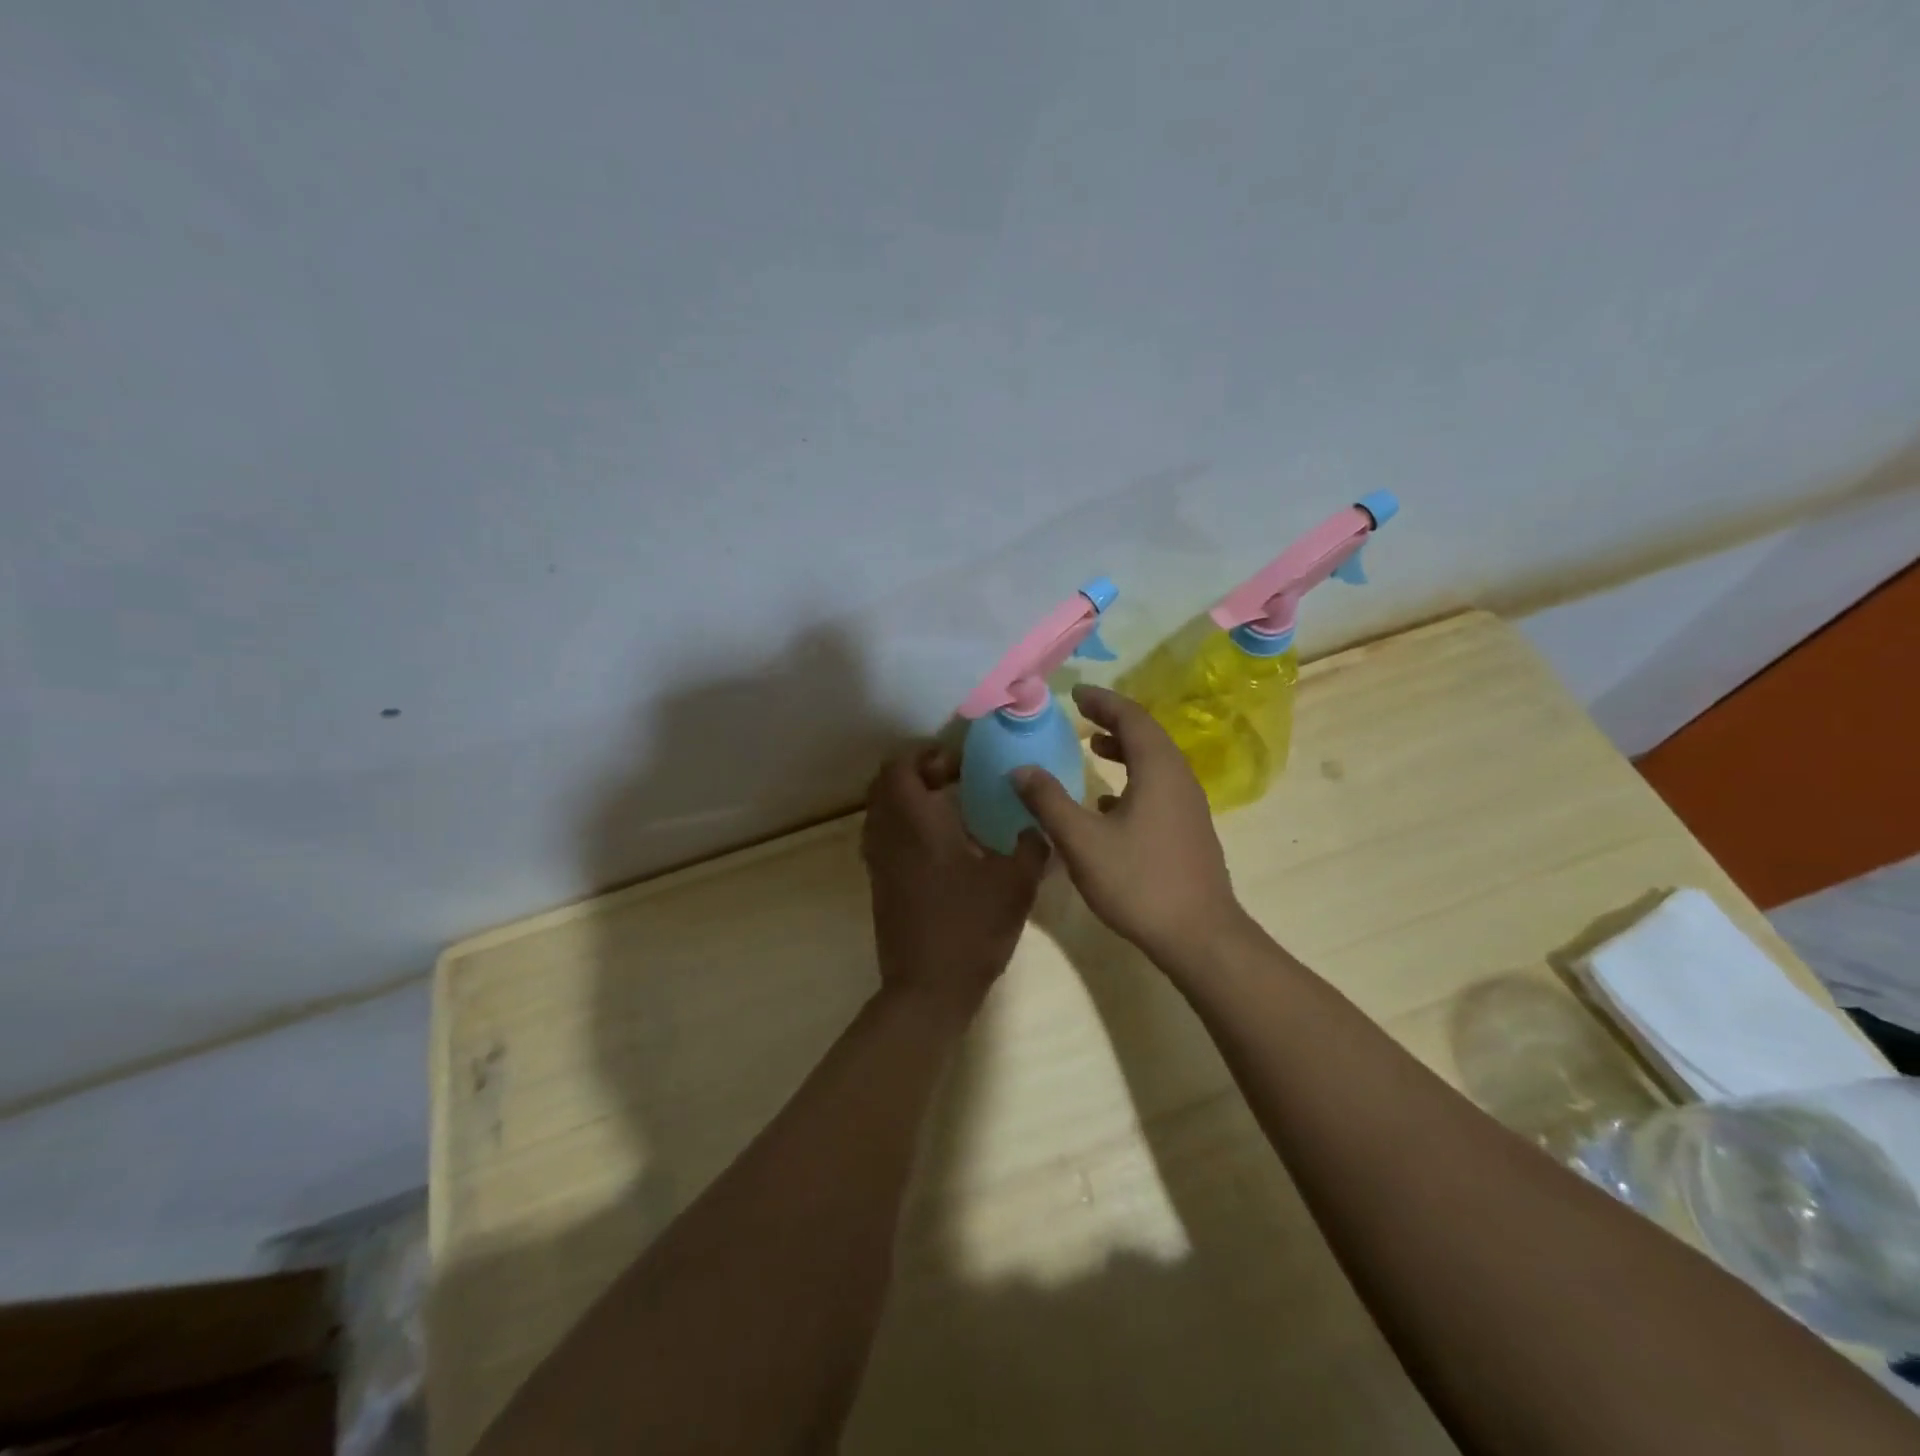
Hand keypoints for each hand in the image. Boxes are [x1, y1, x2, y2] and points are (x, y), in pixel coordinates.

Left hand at [862, 745, 1047, 1017]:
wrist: (928, 988)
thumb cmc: (971, 928)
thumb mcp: (1015, 886)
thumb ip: (1031, 848)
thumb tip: (1038, 827)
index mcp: (916, 824)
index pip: (900, 767)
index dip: (925, 756)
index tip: (958, 764)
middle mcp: (889, 835)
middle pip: (884, 784)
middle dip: (916, 773)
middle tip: (952, 780)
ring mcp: (878, 861)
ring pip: (881, 811)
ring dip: (907, 799)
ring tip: (948, 808)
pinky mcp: (879, 884)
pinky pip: (883, 836)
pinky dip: (903, 825)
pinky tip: (941, 845)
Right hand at [1013, 684, 1245, 965]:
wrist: (1199, 935)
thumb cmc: (1138, 881)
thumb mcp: (1082, 841)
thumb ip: (1049, 801)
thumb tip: (1021, 769)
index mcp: (1158, 769)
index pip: (1131, 717)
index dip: (1102, 701)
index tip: (1075, 693)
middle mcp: (1179, 778)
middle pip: (1146, 735)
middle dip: (1113, 720)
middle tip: (1081, 714)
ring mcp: (1189, 805)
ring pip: (1154, 762)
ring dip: (1123, 749)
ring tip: (1092, 748)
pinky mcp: (1188, 829)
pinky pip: (1158, 786)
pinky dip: (1133, 778)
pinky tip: (1107, 802)